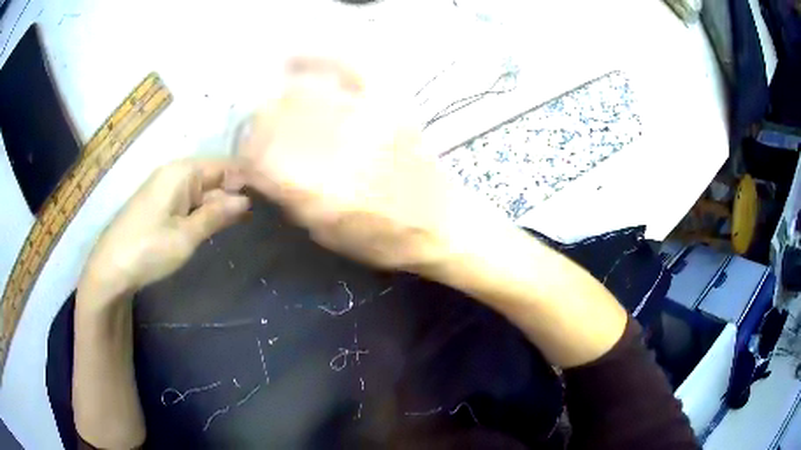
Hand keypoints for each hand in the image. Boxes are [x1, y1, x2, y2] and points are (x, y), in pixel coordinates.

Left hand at [79, 159, 250, 306]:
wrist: (110, 268)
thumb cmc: (148, 250)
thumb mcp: (185, 236)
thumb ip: (216, 215)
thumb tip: (246, 200)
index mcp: (182, 172)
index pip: (225, 165)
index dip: (248, 177)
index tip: (272, 191)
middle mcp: (175, 173)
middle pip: (214, 176)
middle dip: (236, 192)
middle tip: (264, 212)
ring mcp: (166, 188)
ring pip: (202, 190)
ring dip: (221, 204)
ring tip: (246, 220)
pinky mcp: (160, 204)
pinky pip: (190, 200)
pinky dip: (205, 211)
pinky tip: (217, 224)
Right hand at [236, 58, 501, 273]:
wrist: (442, 223)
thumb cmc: (384, 240)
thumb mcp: (327, 235)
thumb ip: (290, 200)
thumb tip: (261, 173)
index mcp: (320, 192)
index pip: (260, 160)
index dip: (244, 159)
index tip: (243, 162)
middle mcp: (338, 149)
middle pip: (276, 121)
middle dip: (256, 128)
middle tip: (256, 137)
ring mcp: (365, 119)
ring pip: (301, 94)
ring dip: (277, 101)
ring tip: (273, 110)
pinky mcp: (387, 105)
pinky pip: (346, 70)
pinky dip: (315, 60)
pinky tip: (293, 61)